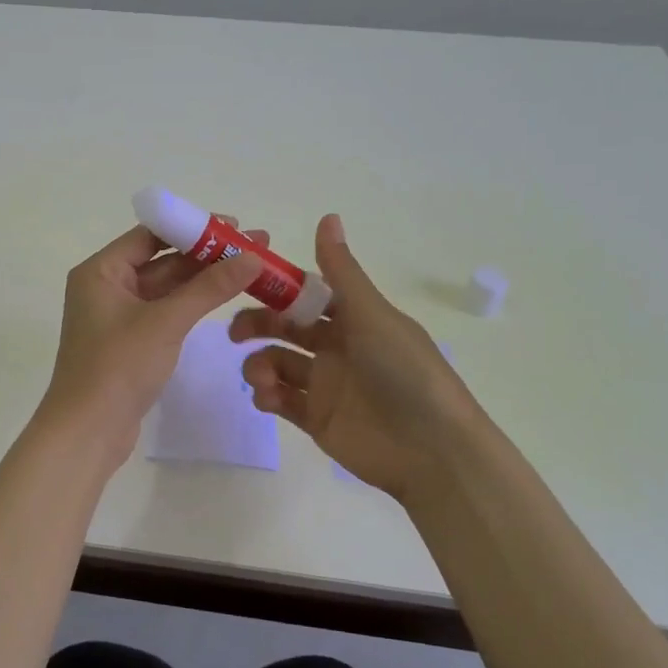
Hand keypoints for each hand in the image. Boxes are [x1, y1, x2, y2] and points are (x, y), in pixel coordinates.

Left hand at [40, 219, 264, 470]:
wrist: (87, 432)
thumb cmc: (118, 367)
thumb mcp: (166, 322)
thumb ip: (209, 288)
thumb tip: (252, 256)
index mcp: (101, 271)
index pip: (151, 234)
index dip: (193, 227)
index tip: (234, 225)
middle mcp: (106, 286)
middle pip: (162, 259)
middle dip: (207, 254)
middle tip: (254, 245)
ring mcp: (118, 315)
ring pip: (167, 287)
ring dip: (204, 279)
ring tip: (250, 267)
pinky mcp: (131, 341)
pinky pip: (165, 311)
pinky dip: (193, 303)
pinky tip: (224, 297)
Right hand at [230, 214, 483, 501]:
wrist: (431, 451)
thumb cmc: (405, 372)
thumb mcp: (373, 315)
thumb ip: (342, 272)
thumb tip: (327, 215)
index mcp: (354, 319)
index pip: (306, 295)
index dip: (277, 289)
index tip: (245, 284)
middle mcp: (338, 348)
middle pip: (285, 328)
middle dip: (258, 326)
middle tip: (236, 334)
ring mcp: (326, 385)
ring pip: (278, 363)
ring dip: (260, 364)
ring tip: (261, 377)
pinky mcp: (316, 419)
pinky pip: (281, 400)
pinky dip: (267, 395)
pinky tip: (267, 398)